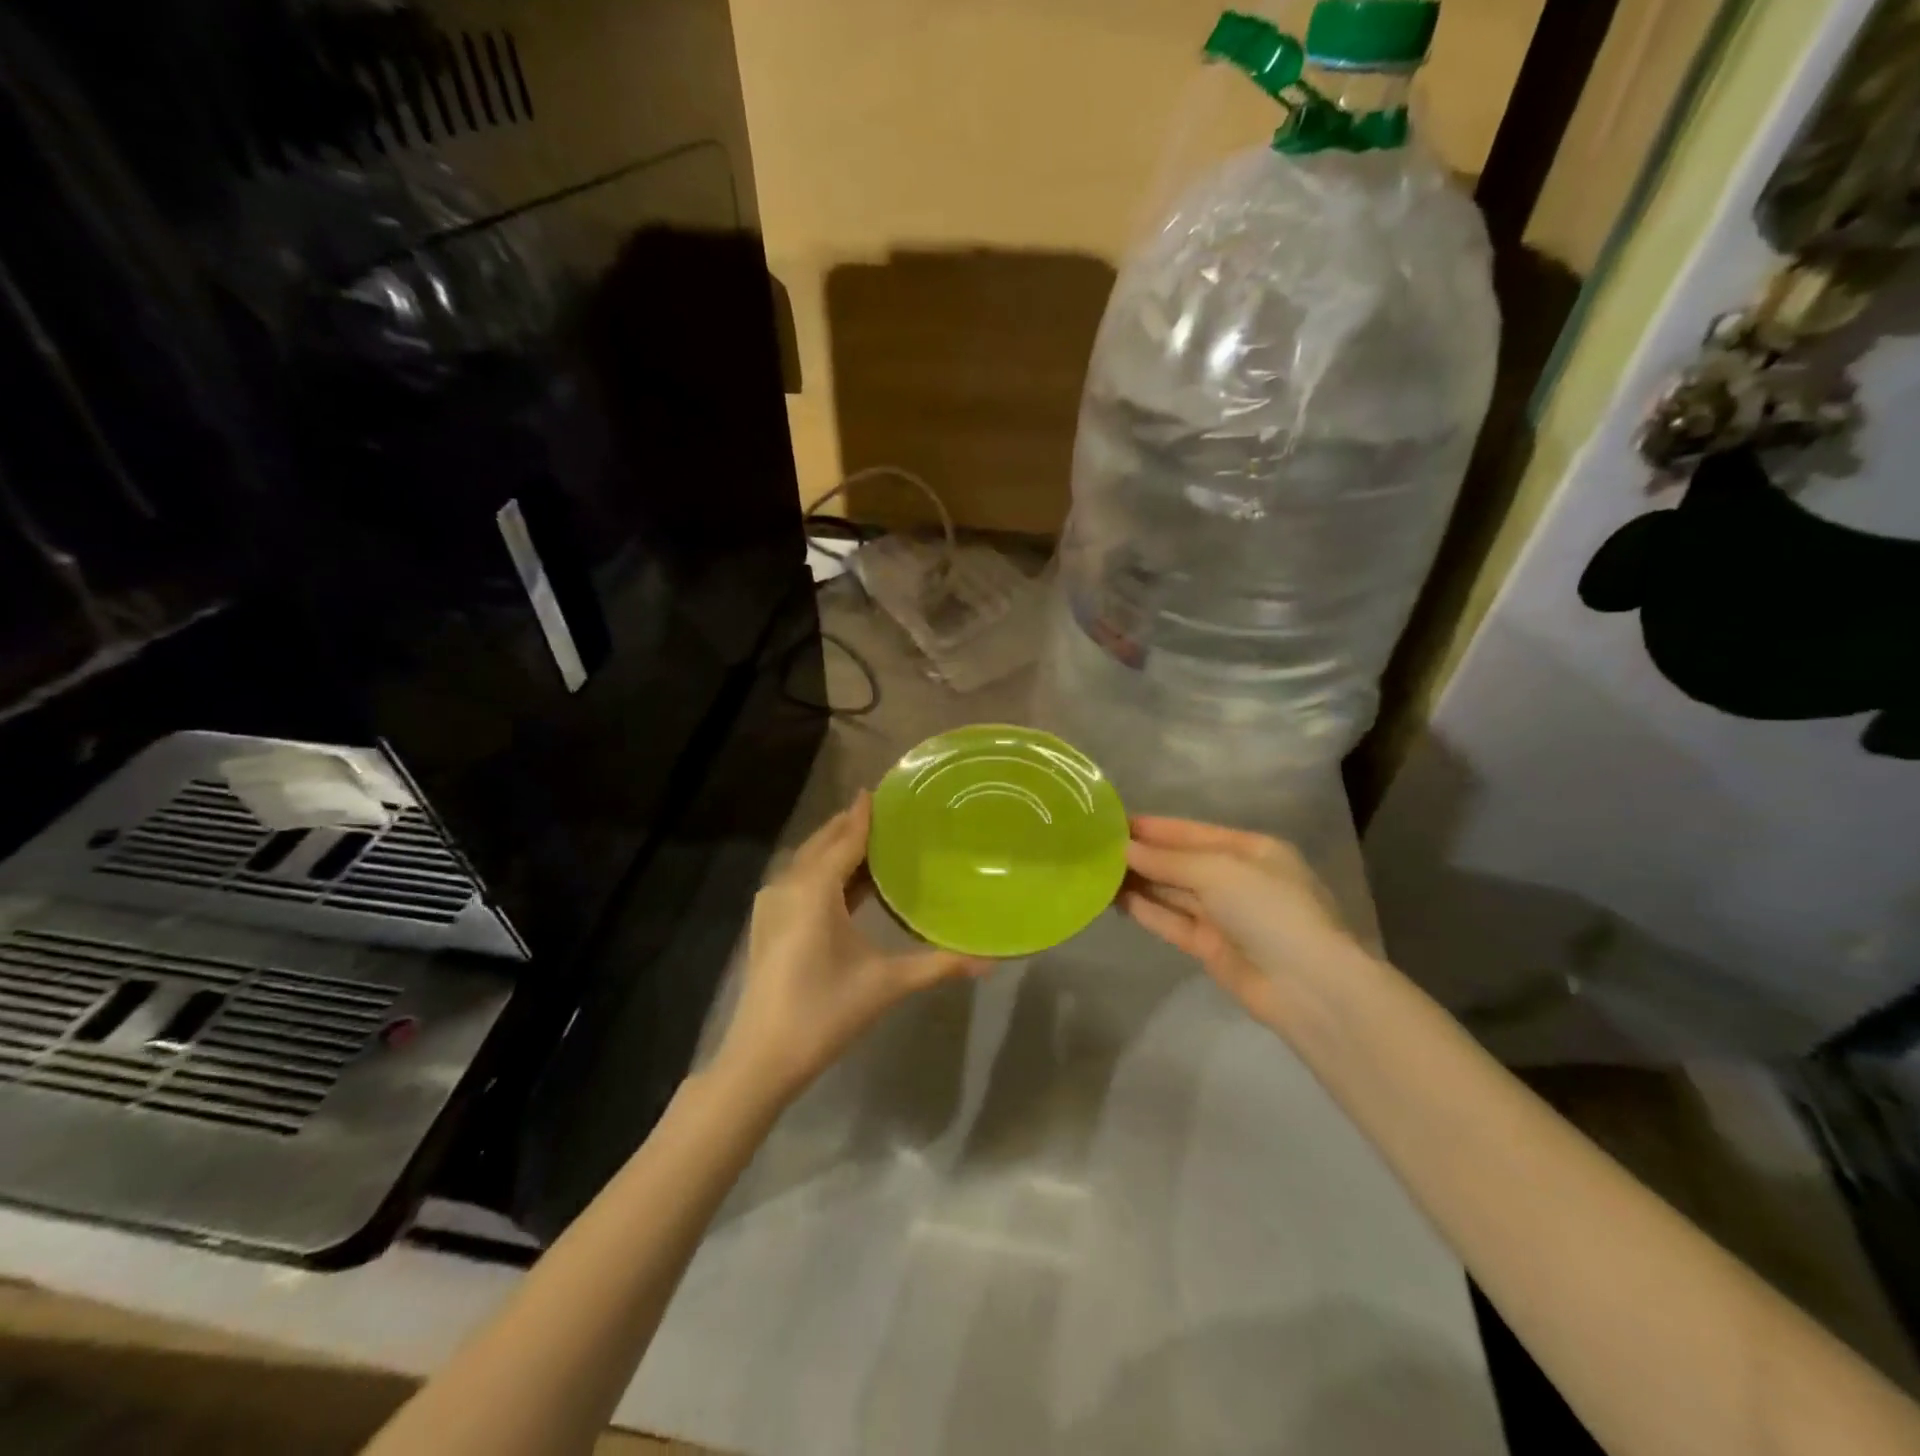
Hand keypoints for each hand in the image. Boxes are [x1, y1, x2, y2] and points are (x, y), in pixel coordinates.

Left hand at [713, 790, 988, 1102]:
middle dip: (850, 824)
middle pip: (822, 842)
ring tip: (873, 841)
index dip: (864, 814)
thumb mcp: (886, 985)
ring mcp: (772, 905)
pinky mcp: (768, 923)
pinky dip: (823, 870)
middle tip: (888, 813)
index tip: (883, 789)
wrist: (761, 1059)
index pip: (844, 837)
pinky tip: (847, 882)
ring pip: (807, 861)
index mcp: (814, 890)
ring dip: (836, 846)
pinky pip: (799, 879)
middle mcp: (788, 886)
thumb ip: (938, 966)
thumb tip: (991, 962)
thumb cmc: (825, 1013)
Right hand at [1119, 816, 1367, 1031]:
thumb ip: (1168, 860)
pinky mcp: (1211, 948)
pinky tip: (1116, 900)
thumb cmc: (1269, 909)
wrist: (1308, 986)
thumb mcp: (1219, 871)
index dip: (1154, 828)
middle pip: (1181, 862)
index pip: (1193, 832)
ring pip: (1173, 892)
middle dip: (1143, 855)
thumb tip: (1124, 849)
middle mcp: (1237, 879)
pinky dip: (1147, 910)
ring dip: (1139, 882)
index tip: (1113, 822)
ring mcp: (1224, 915)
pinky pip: (1172, 921)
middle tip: (1096, 848)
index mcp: (1251, 850)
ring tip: (1096, 872)